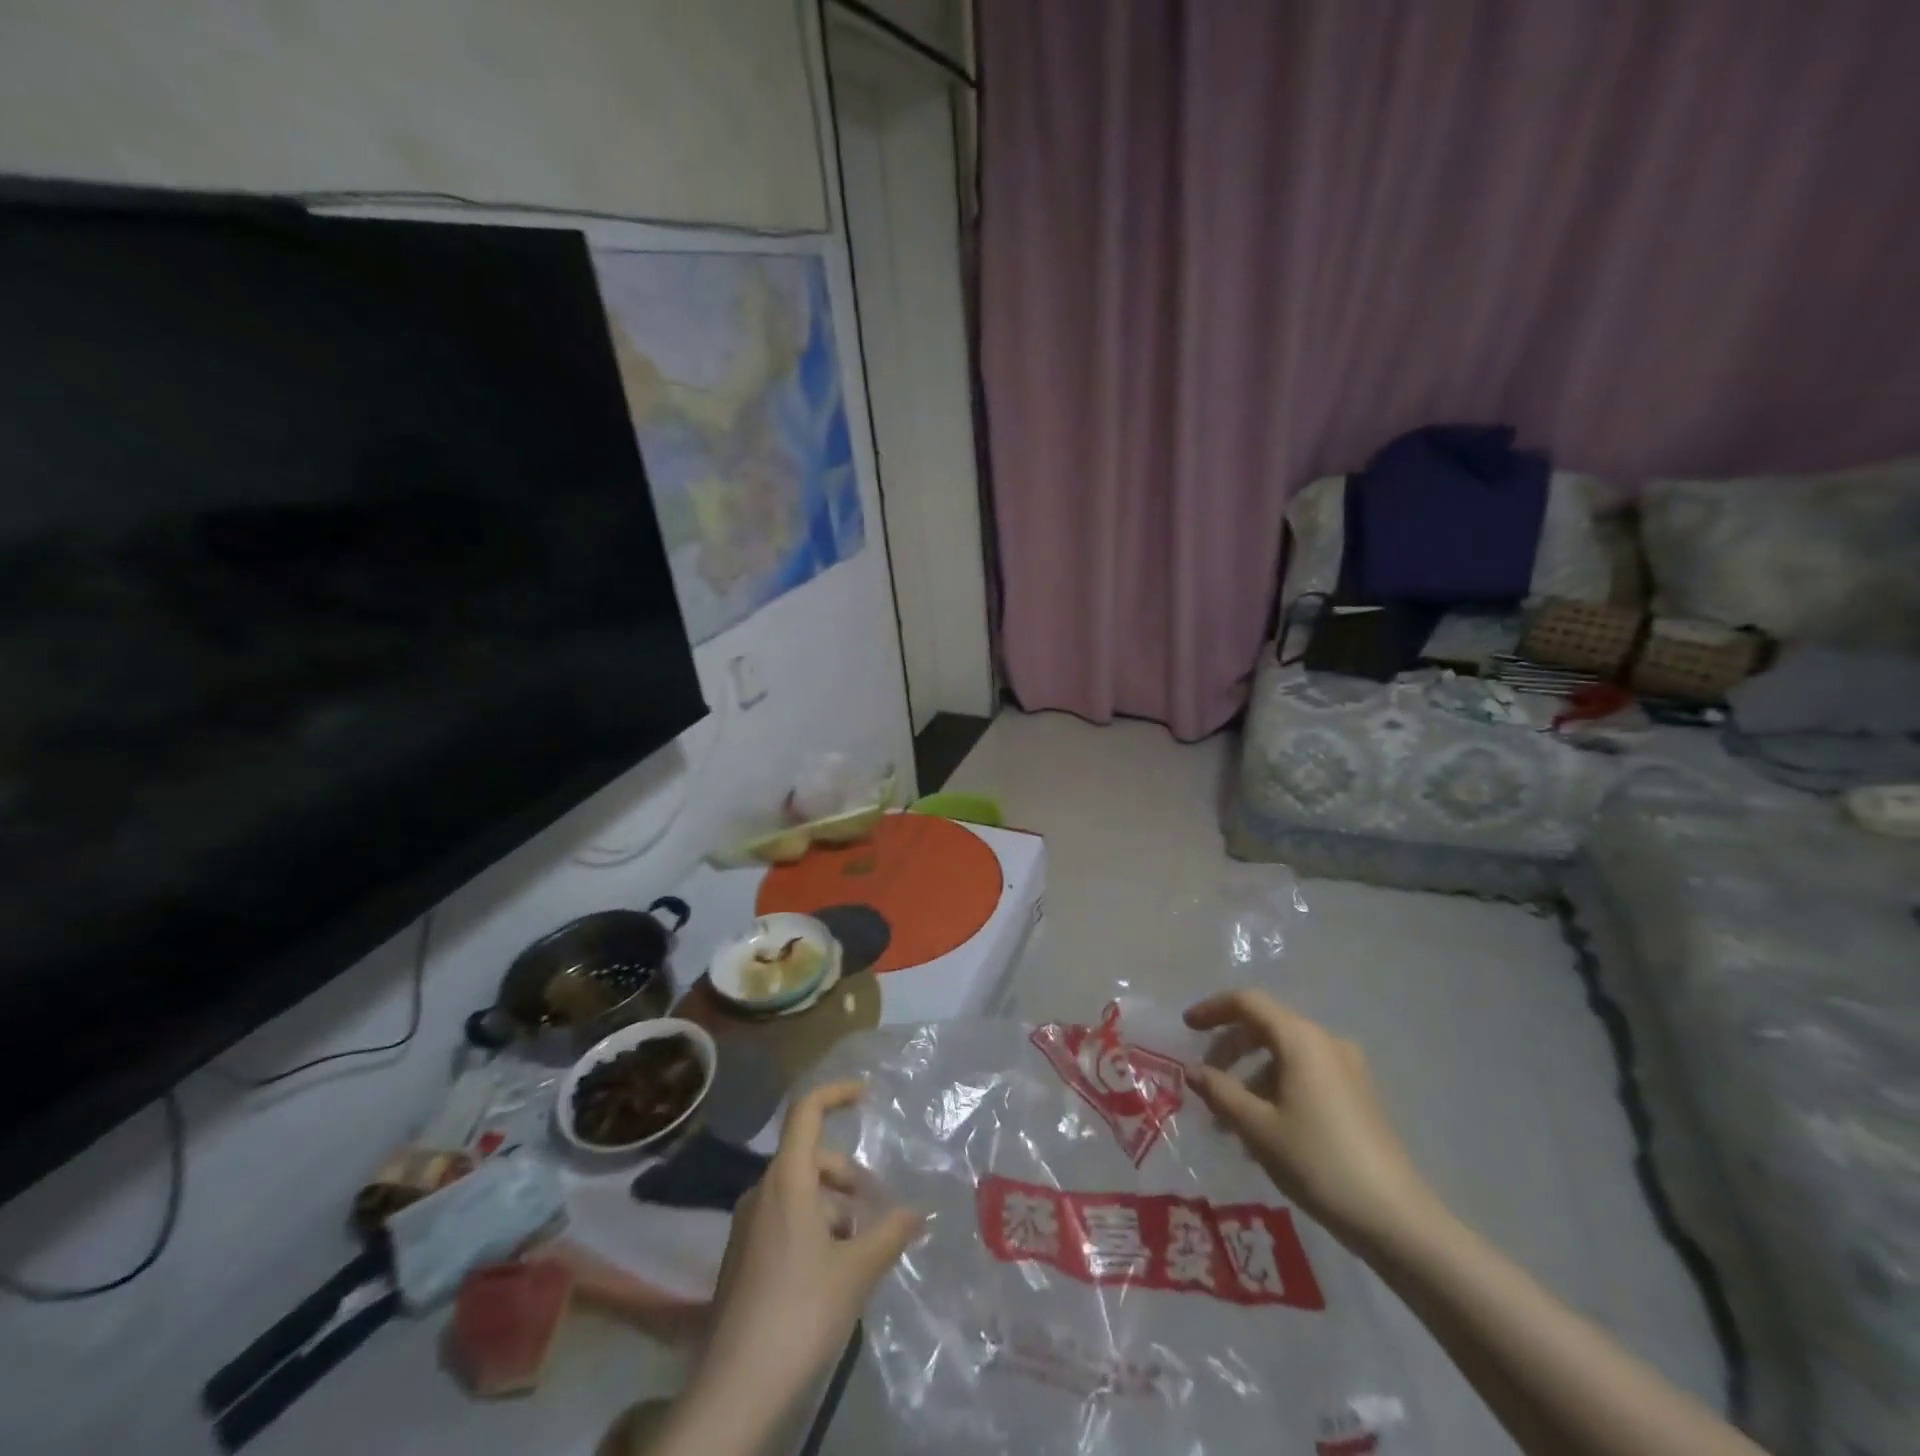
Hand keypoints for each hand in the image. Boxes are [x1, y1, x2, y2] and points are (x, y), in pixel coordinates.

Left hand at [693, 1080, 922, 1415]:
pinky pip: (783, 1219)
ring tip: (858, 1247)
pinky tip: (830, 1270)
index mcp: (787, 1180)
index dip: (836, 1093)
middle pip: (809, 1157)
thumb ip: (890, 1233)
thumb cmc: (800, 1313)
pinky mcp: (741, 1257)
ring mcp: (746, 1225)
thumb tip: (918, 1212)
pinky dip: (812, 1226)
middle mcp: (762, 1192)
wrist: (734, 1390)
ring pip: (798, 1192)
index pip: (806, 1111)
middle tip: (875, 1208)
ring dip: (832, 1206)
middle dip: (846, 1174)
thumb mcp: (856, 1271)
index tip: (866, 1094)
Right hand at [1184, 989, 1431, 1248]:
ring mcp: (1347, 1069)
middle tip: (1206, 1080)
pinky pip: (1304, 1075)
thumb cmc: (1318, 1162)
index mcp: (1301, 1039)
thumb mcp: (1257, 1128)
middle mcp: (1326, 1042)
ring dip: (1251, 1076)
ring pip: (1284, 1055)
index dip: (1212, 1009)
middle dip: (1230, 1049)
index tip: (1186, 1028)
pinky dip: (1276, 1088)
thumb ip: (1220, 1092)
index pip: (1248, 1002)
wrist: (1397, 1220)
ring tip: (1230, 1120)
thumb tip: (1193, 1071)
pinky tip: (1264, 1130)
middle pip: (1265, 1026)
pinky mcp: (1358, 1096)